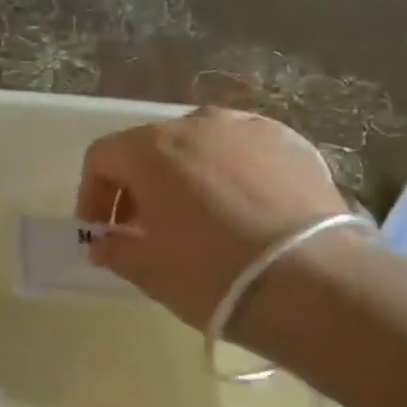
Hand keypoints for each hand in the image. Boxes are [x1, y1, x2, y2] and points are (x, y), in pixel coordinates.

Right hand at [75, 107, 356, 329]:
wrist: (314, 282)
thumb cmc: (212, 274)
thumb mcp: (149, 270)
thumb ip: (115, 250)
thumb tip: (103, 244)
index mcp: (152, 149)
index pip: (102, 157)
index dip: (93, 194)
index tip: (102, 231)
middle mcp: (198, 124)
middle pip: (151, 147)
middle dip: (140, 186)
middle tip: (146, 228)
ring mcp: (249, 128)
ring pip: (201, 146)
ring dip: (187, 176)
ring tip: (200, 218)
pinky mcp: (292, 142)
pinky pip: (244, 152)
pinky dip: (232, 175)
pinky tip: (246, 212)